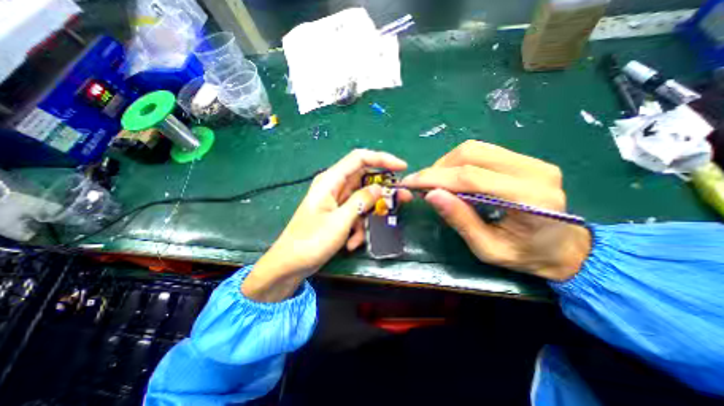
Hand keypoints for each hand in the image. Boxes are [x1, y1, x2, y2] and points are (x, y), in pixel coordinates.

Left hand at [243, 150, 409, 301]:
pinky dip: (358, 229)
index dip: (382, 159)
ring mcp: (337, 202)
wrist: (291, 264)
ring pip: (363, 201)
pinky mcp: (339, 215)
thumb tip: (379, 188)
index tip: (402, 167)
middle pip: (365, 179)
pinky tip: (350, 244)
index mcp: (331, 180)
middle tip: (403, 199)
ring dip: (368, 217)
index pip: (360, 159)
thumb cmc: (311, 241)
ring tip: (362, 236)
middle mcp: (335, 187)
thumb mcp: (340, 220)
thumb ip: (361, 201)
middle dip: (383, 191)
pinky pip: (356, 215)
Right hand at [399, 141, 589, 280]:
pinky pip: (483, 152)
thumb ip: (460, 220)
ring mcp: (532, 161)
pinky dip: (459, 162)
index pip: (470, 177)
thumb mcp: (487, 249)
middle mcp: (534, 171)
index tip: (409, 182)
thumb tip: (431, 195)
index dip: (434, 177)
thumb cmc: (526, 256)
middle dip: (438, 168)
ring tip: (436, 182)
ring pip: (475, 148)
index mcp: (528, 199)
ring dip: (447, 163)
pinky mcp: (526, 159)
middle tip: (422, 185)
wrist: (566, 249)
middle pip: (471, 154)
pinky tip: (453, 177)